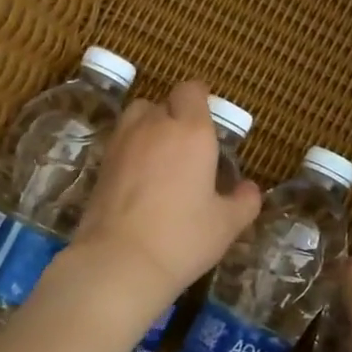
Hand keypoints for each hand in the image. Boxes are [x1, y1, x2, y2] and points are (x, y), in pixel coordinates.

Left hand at [70, 80, 262, 308]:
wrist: (119, 261)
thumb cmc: (182, 238)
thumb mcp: (226, 224)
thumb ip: (244, 201)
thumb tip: (250, 188)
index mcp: (191, 131)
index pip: (192, 91)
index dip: (200, 99)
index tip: (209, 119)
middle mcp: (155, 126)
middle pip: (164, 101)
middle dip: (177, 115)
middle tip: (190, 146)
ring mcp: (122, 142)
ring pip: (138, 116)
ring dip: (151, 126)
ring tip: (162, 156)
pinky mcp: (101, 163)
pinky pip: (121, 141)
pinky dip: (132, 148)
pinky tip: (141, 178)